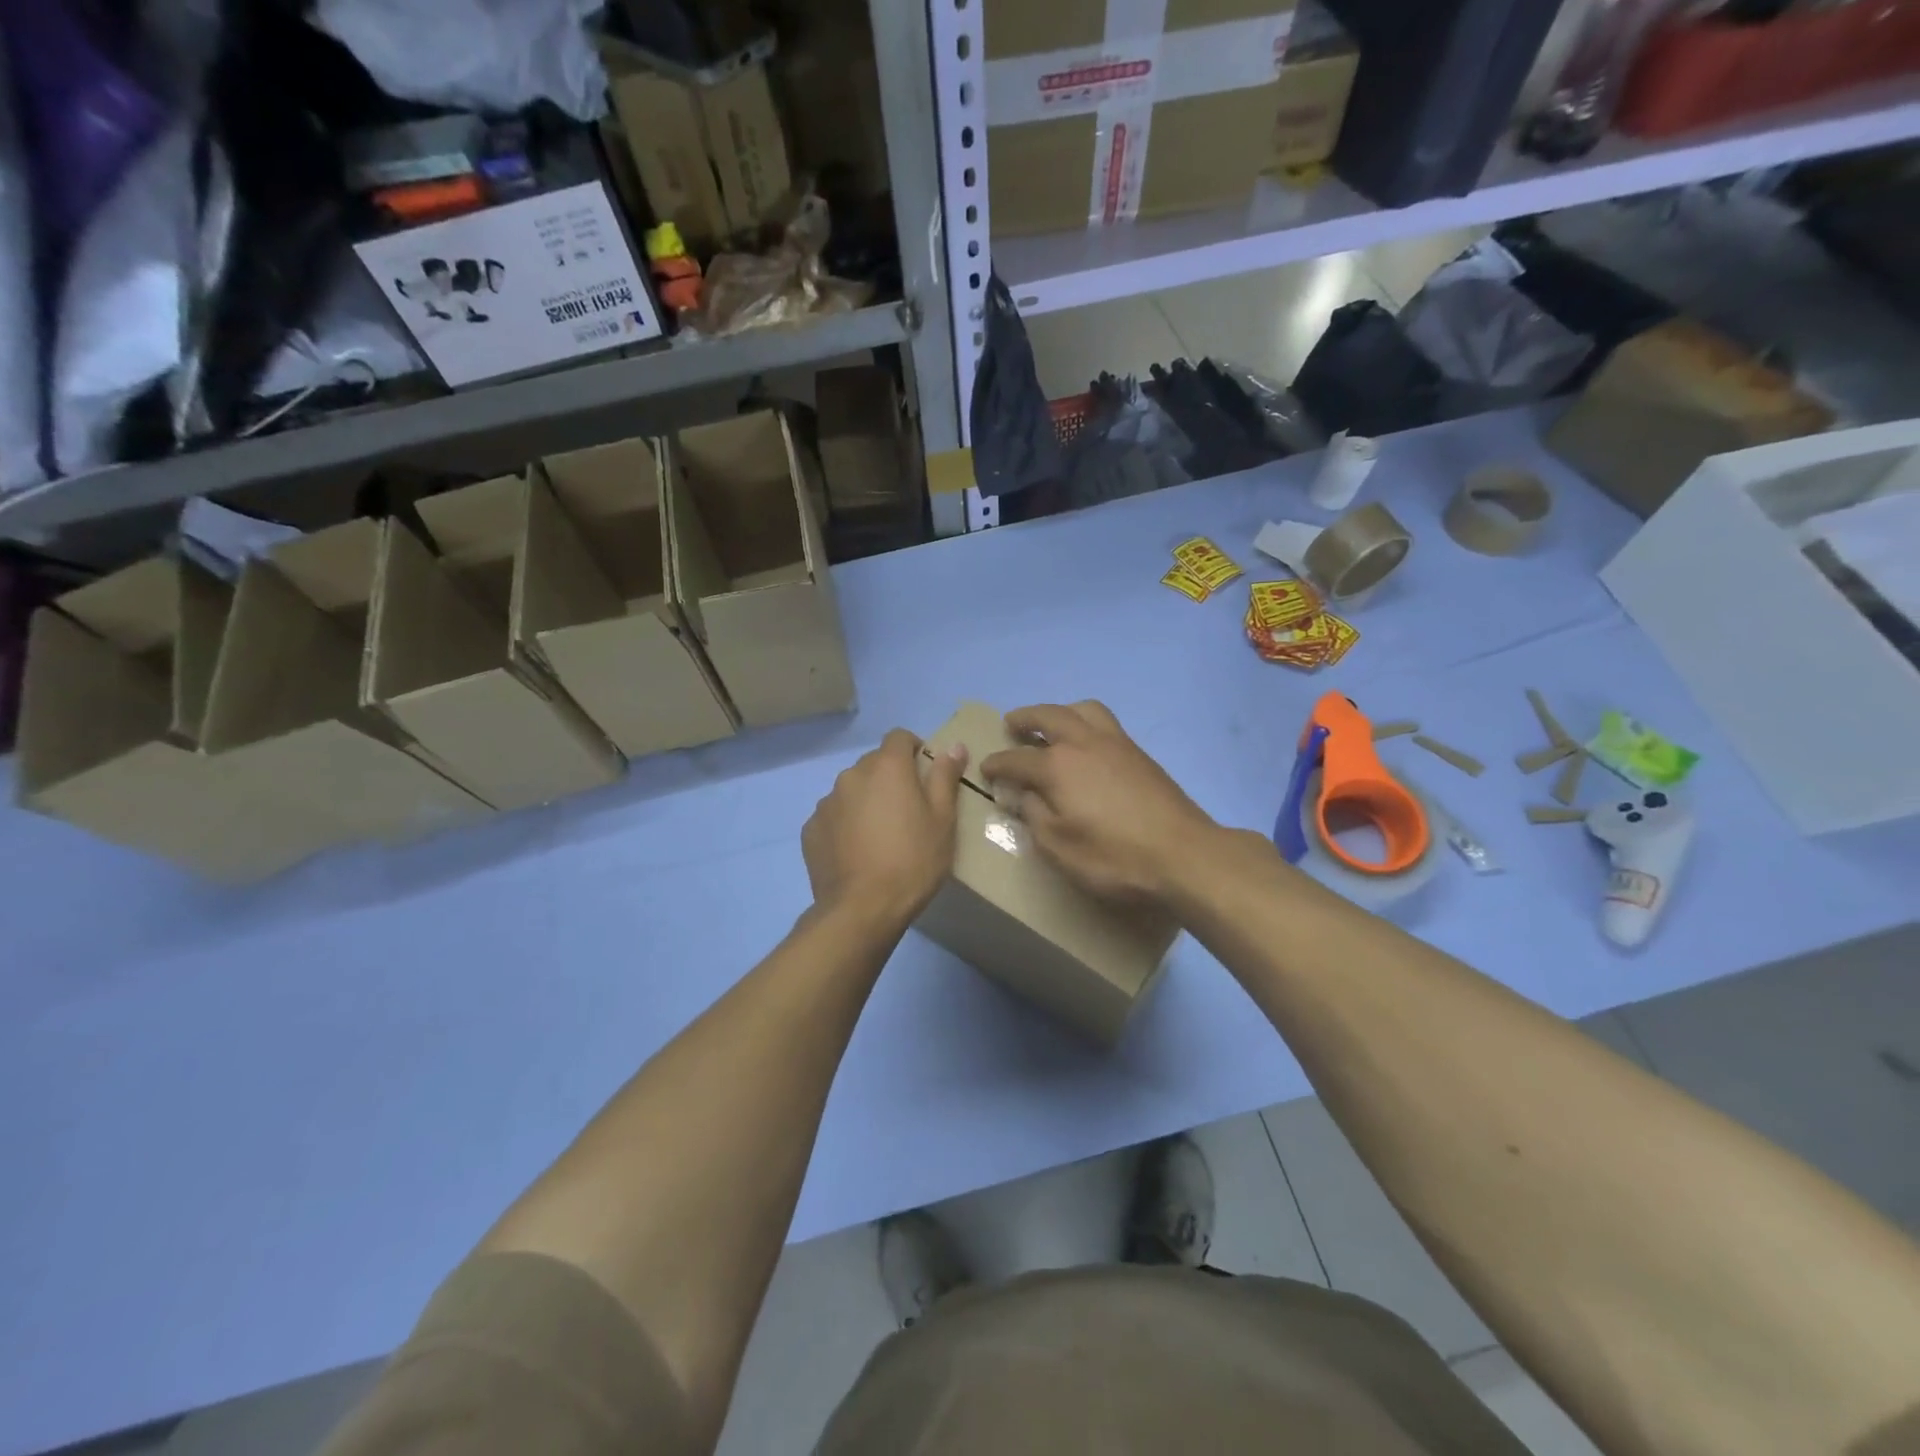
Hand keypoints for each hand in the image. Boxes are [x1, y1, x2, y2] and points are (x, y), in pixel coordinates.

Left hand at [803, 729, 967, 925]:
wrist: (862, 909)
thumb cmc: (913, 861)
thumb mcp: (943, 820)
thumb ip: (945, 777)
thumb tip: (953, 746)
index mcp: (886, 767)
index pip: (899, 737)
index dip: (914, 749)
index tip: (925, 774)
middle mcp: (851, 775)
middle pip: (874, 764)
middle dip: (891, 777)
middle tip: (908, 811)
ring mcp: (826, 802)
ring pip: (852, 790)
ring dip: (866, 800)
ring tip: (880, 835)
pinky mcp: (811, 829)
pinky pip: (834, 816)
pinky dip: (846, 824)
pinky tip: (858, 852)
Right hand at [980, 701, 1218, 906]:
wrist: (1183, 854)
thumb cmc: (1113, 857)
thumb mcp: (1058, 847)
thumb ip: (1033, 815)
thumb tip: (1019, 793)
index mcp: (1057, 766)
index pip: (1016, 759)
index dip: (997, 764)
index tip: (986, 769)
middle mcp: (1084, 743)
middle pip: (1048, 716)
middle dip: (1025, 718)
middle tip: (1011, 724)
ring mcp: (1116, 744)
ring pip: (1084, 709)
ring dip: (1061, 711)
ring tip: (1052, 724)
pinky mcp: (1140, 754)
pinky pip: (1106, 723)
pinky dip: (1087, 723)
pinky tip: (1087, 745)